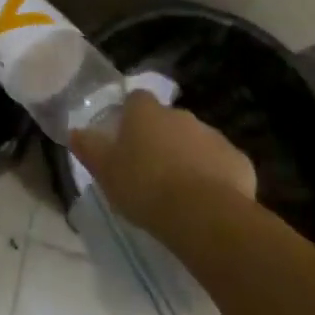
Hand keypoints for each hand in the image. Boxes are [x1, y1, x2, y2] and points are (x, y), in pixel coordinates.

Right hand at [68, 90, 255, 232]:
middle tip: (150, 168)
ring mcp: (213, 136)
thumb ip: (89, 148)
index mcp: (146, 113)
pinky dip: (215, 176)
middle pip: (168, 120)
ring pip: (196, 141)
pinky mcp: (239, 162)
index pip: (136, 99)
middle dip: (162, 138)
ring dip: (188, 156)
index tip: (126, 137)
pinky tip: (207, 201)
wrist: (203, 215)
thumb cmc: (144, 186)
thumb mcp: (104, 170)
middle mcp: (181, 116)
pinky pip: (222, 164)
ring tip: (179, 189)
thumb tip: (74, 131)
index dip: (131, 115)